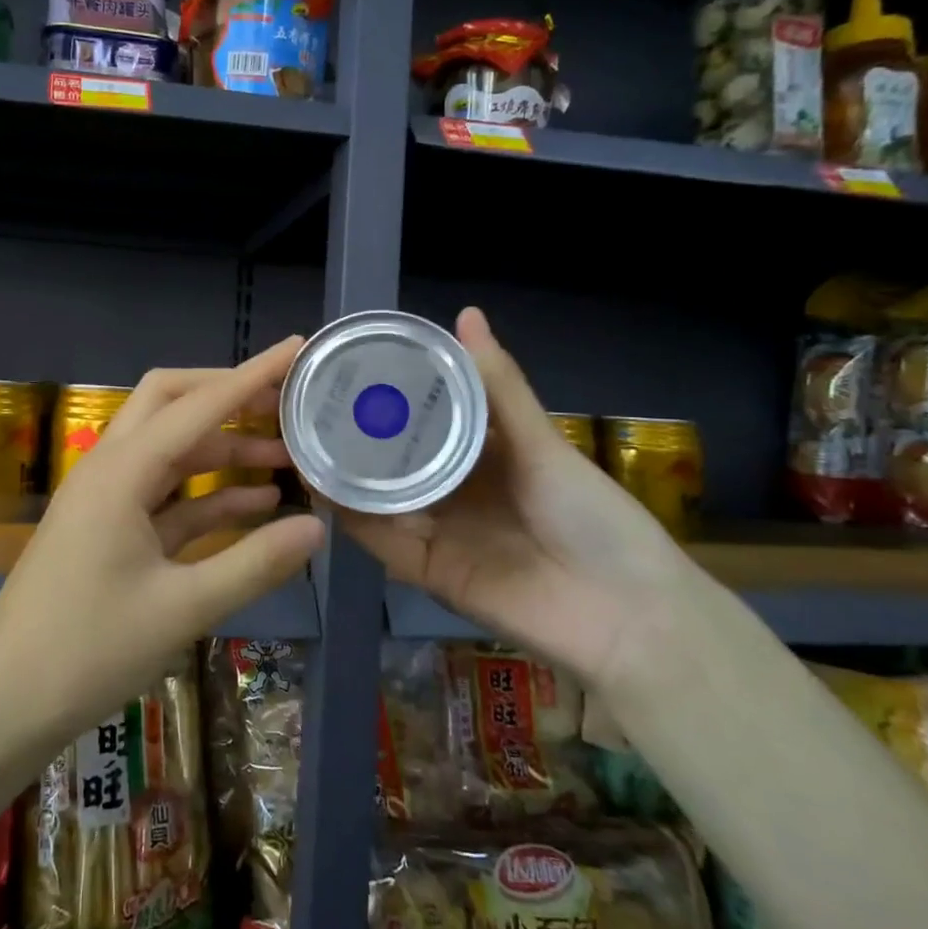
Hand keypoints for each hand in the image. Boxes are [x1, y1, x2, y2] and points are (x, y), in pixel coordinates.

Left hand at [0, 336, 325, 734]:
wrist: (4, 702)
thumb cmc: (87, 650)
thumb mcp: (182, 608)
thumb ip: (254, 563)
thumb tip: (318, 528)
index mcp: (122, 472)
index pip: (198, 404)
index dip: (251, 375)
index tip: (296, 349)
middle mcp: (110, 469)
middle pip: (171, 404)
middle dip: (229, 397)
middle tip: (287, 403)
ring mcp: (107, 499)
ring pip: (171, 450)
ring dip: (223, 448)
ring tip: (286, 456)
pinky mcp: (109, 529)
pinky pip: (165, 495)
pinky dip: (208, 492)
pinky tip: (255, 504)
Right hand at [334, 308, 696, 691]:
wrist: (624, 615)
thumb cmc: (591, 516)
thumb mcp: (542, 444)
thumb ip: (498, 386)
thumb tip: (465, 313)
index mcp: (484, 457)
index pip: (427, 420)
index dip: (393, 397)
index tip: (353, 367)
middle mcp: (455, 491)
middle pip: (396, 460)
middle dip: (358, 435)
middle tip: (313, 402)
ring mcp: (439, 532)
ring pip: (380, 498)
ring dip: (345, 474)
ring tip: (304, 439)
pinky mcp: (428, 572)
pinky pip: (383, 541)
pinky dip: (353, 518)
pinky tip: (323, 488)